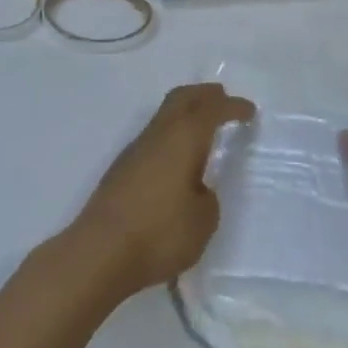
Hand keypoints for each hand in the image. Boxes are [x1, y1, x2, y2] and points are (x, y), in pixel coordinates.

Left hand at [69, 84, 254, 298]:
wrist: (99, 252)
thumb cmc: (159, 233)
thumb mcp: (202, 222)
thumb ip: (207, 199)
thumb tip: (197, 190)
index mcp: (183, 138)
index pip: (211, 110)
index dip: (232, 107)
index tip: (249, 110)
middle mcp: (158, 134)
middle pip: (181, 98)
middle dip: (204, 94)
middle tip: (222, 97)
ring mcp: (135, 149)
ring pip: (164, 115)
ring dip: (184, 112)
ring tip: (201, 126)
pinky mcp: (121, 168)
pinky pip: (153, 136)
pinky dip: (170, 134)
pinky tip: (176, 157)